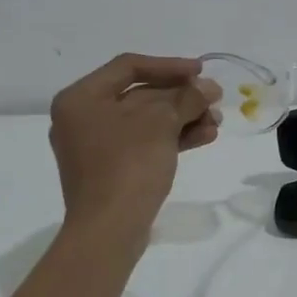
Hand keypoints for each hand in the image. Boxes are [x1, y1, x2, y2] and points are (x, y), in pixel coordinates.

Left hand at [49, 55, 220, 236]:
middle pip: (141, 95)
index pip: (129, 67)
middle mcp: (83, 118)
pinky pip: (145, 144)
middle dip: (182, 98)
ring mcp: (96, 147)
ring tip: (216, 123)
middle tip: (215, 101)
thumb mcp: (161, 123)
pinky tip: (205, 137)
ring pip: (147, 122)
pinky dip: (173, 139)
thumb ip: (186, 98)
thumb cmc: (128, 165)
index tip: (202, 72)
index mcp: (81, 98)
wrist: (109, 230)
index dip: (169, 66)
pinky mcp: (111, 170)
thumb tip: (207, 88)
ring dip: (184, 119)